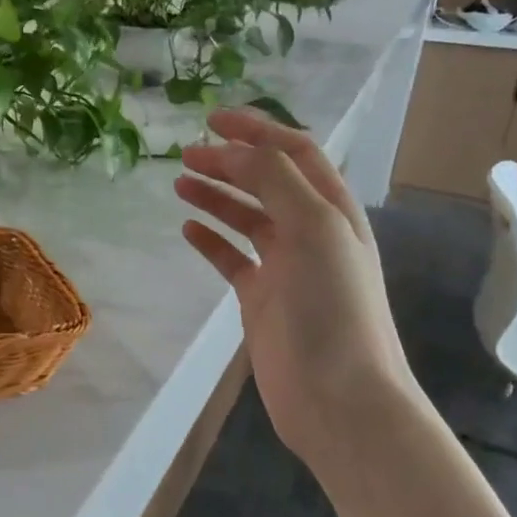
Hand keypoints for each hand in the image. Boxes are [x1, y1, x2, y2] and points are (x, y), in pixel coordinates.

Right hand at [176, 109, 424, 471]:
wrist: (338, 397)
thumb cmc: (333, 308)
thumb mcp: (313, 229)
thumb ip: (276, 181)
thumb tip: (235, 151)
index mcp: (332, 210)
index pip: (294, 153)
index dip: (256, 131)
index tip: (211, 120)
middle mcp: (310, 232)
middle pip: (266, 181)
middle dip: (228, 161)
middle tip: (185, 154)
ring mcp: (285, 266)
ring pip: (246, 217)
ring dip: (216, 196)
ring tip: (179, 183)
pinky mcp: (262, 298)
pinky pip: (233, 258)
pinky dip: (211, 241)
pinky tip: (188, 231)